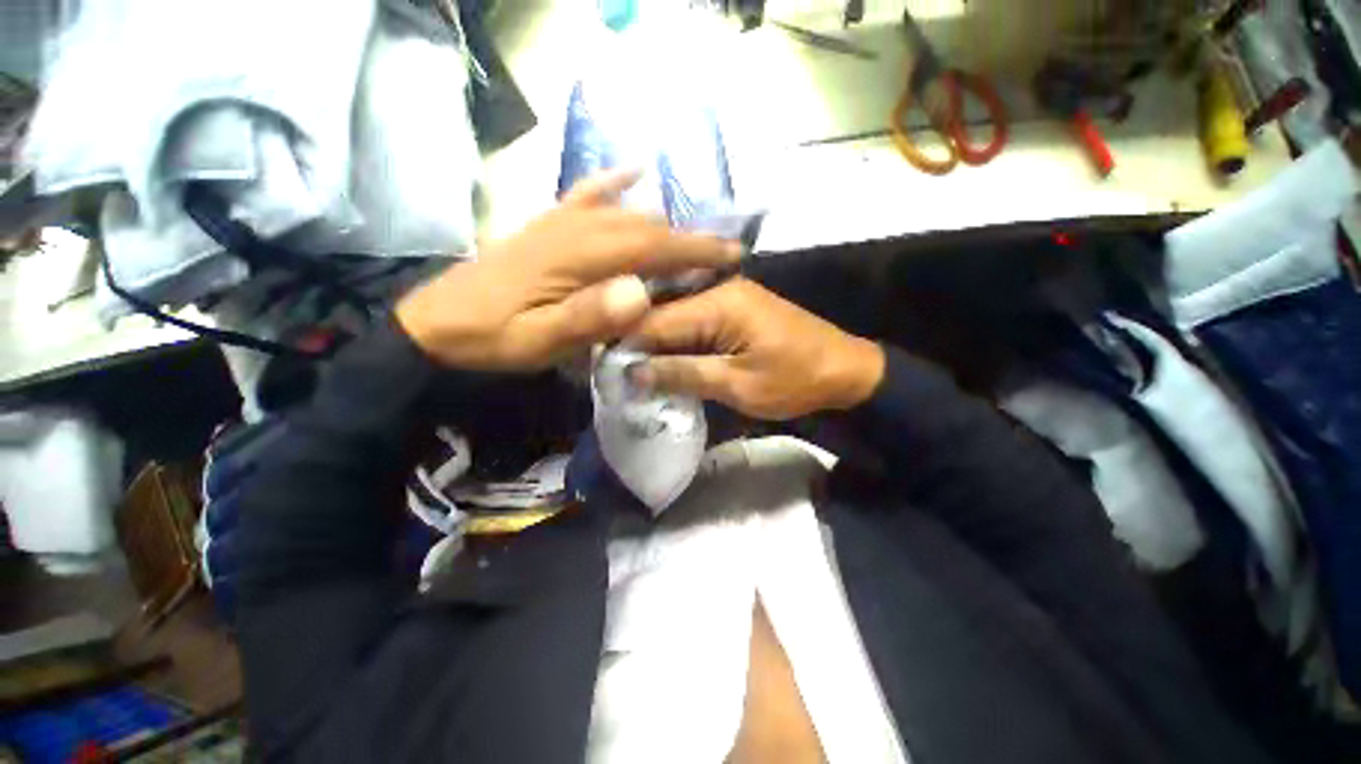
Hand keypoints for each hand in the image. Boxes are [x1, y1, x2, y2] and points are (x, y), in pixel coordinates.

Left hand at [395, 170, 740, 370]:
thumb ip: (588, 317)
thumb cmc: (492, 338)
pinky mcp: (547, 224)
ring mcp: (558, 220)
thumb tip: (642, 292)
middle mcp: (575, 227)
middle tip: (718, 258)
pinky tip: (632, 172)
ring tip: (689, 242)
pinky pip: (585, 193)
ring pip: (623, 211)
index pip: (651, 246)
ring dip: (662, 223)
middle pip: (644, 225)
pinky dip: (611, 182)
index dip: (694, 250)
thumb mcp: (539, 341)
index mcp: (578, 255)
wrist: (435, 323)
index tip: (731, 254)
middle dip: (686, 240)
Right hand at [629, 279, 884, 419]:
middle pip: (663, 315)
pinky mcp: (734, 310)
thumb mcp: (738, 385)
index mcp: (719, 302)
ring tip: (633, 371)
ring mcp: (727, 297)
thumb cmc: (795, 380)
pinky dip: (679, 344)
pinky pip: (695, 323)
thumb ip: (684, 374)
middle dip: (639, 346)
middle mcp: (718, 289)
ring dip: (657, 347)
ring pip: (676, 320)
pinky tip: (664, 362)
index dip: (627, 347)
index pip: (655, 320)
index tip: (603, 371)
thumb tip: (634, 373)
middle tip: (615, 374)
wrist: (845, 371)